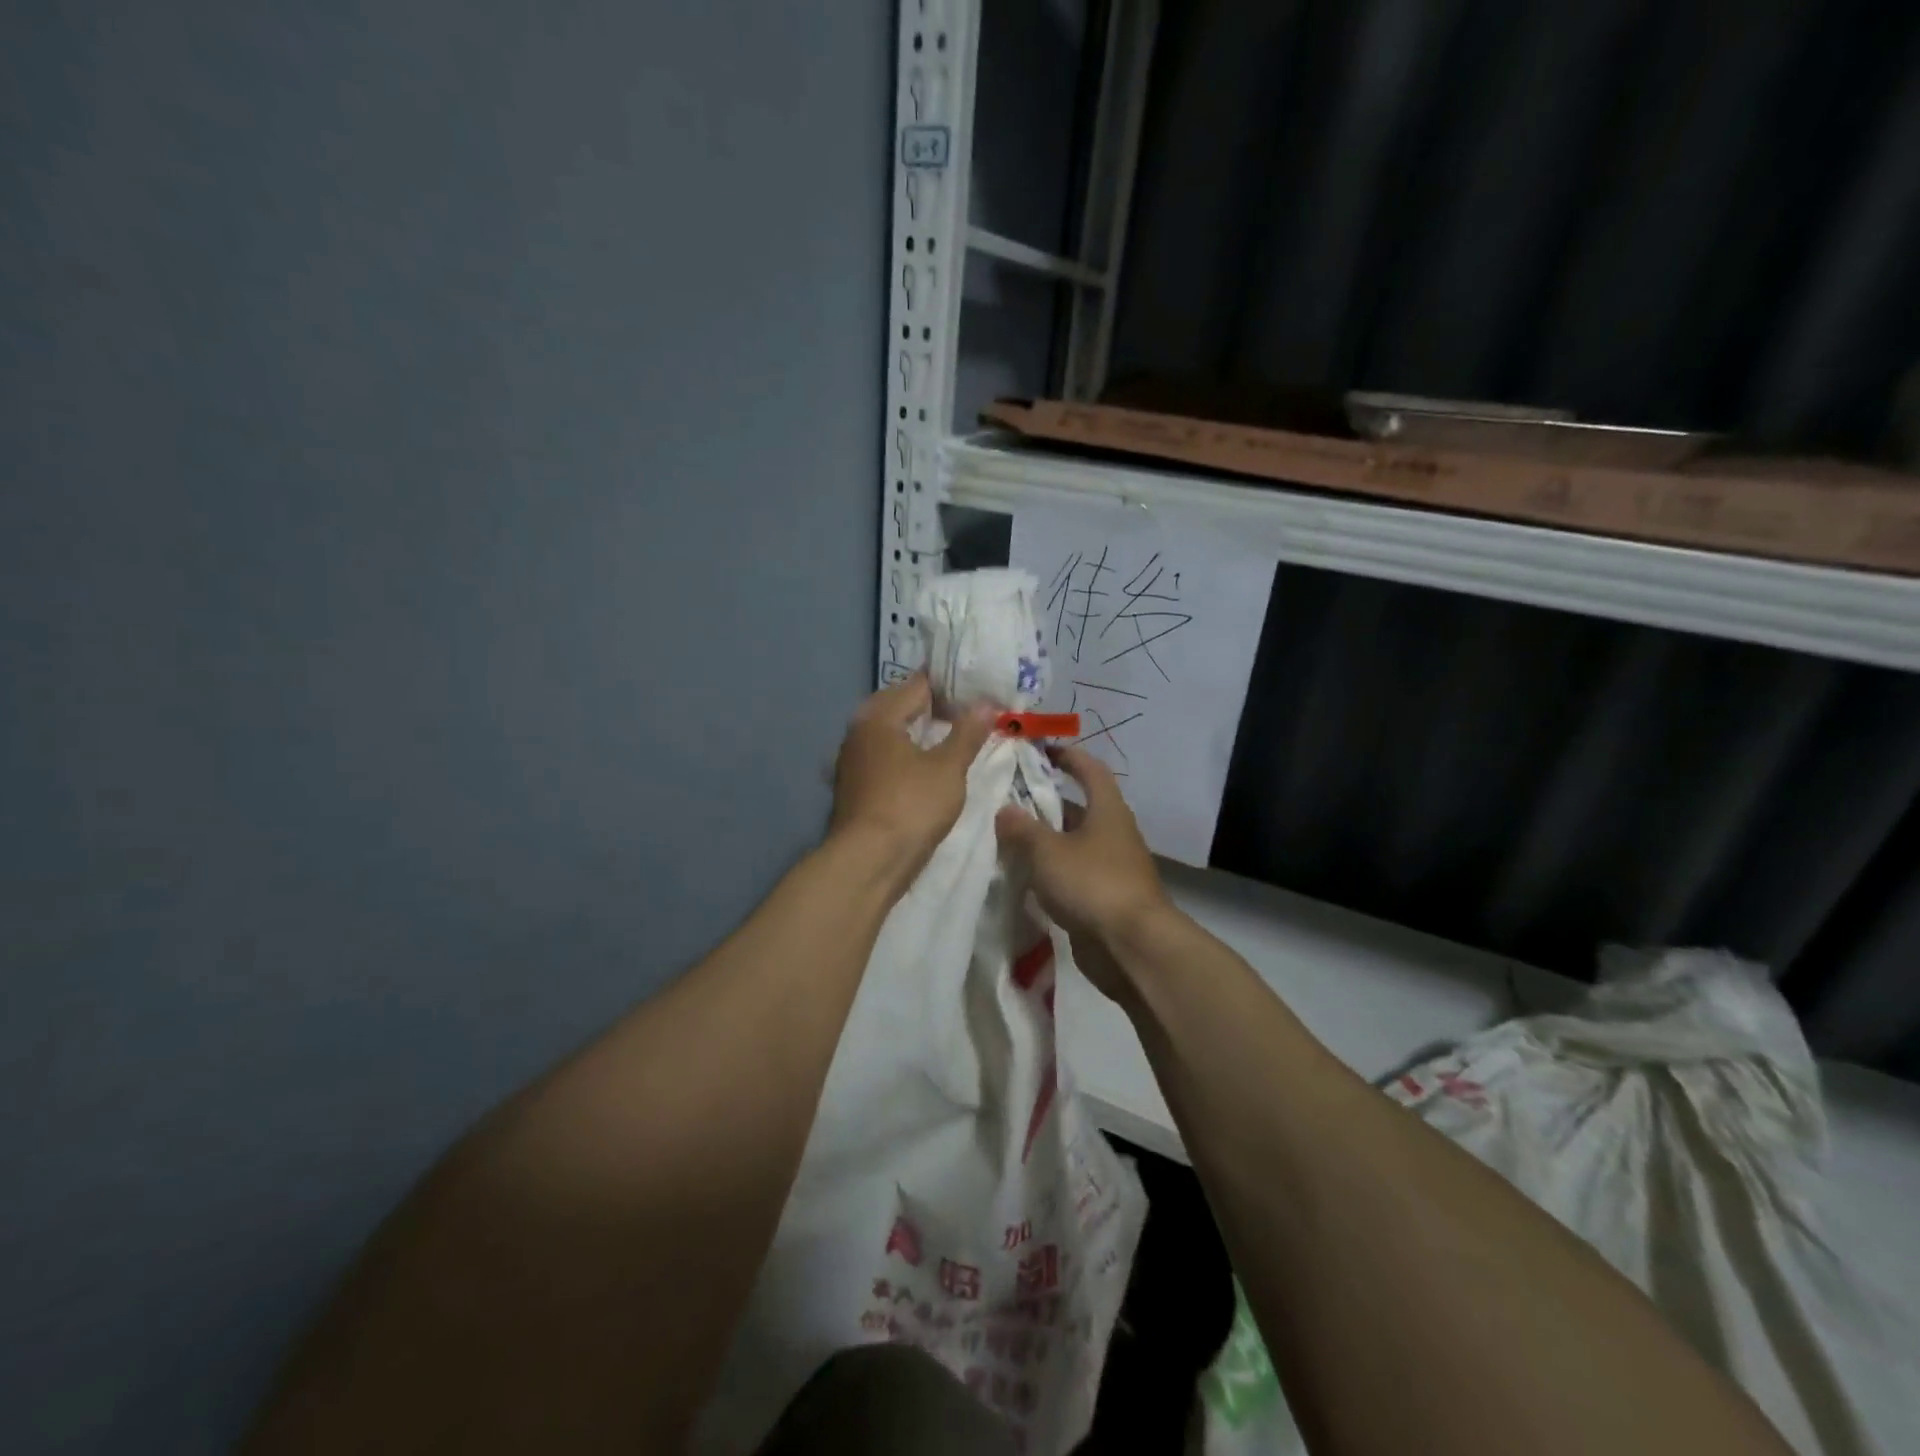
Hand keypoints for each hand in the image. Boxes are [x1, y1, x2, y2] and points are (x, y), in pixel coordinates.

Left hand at [829, 674, 996, 881]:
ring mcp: (852, 761)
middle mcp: (859, 732)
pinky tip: (924, 766)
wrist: (868, 862)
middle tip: (966, 711)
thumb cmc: (910, 807)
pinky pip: (884, 756)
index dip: (949, 685)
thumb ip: (967, 734)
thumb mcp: (948, 769)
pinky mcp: (854, 787)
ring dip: (917, 731)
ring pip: (889, 733)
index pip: (917, 686)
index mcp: (879, 717)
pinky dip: (905, 754)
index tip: (977, 688)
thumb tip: (984, 704)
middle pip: (898, 706)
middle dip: (931, 706)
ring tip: (950, 737)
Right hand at [994, 746, 1173, 1001]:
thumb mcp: (1048, 851)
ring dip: (1041, 840)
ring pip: (1069, 844)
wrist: (1132, 947)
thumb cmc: (1092, 883)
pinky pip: (1069, 875)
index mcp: (1107, 810)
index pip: (1089, 770)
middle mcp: (1111, 833)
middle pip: (1075, 808)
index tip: (1038, 750)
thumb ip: (1022, 829)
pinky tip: (1019, 876)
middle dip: (1042, 803)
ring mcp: (1108, 867)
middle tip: (1004, 800)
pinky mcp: (1100, 898)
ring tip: (1002, 837)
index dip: (1067, 756)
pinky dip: (1047, 872)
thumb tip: (1003, 810)